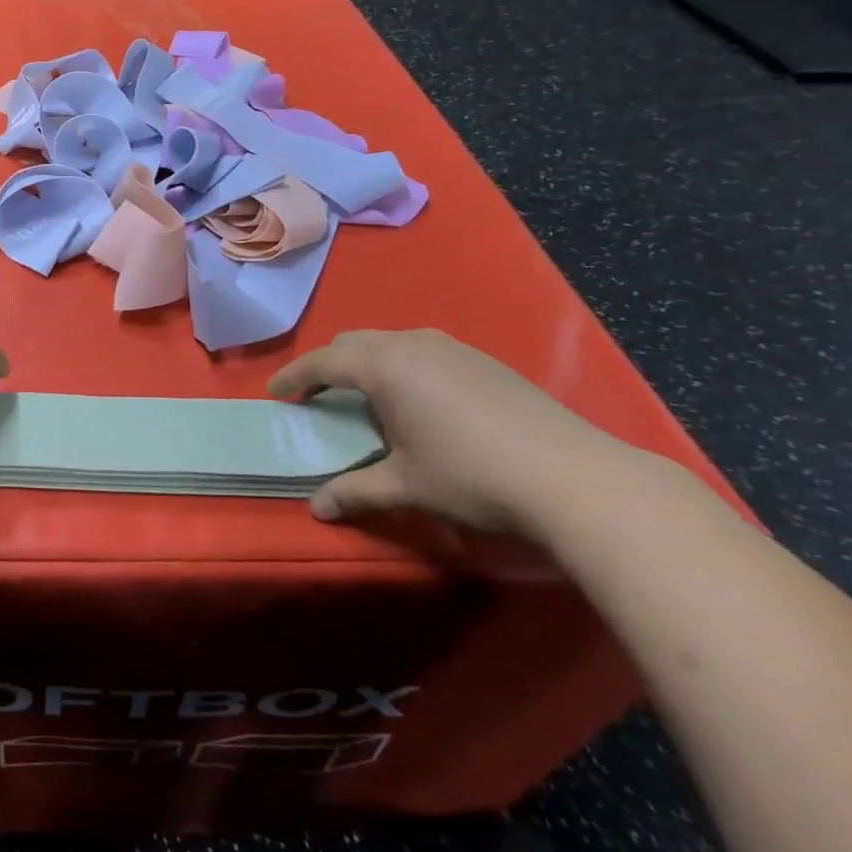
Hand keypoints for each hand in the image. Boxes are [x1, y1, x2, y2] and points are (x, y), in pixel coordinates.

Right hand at [268, 329, 627, 534]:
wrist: (574, 478)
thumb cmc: (472, 477)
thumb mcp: (407, 486)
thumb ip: (356, 491)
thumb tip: (317, 508)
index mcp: (384, 366)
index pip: (323, 361)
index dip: (295, 376)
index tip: (276, 393)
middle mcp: (412, 344)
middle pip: (354, 343)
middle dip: (329, 366)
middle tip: (318, 396)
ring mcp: (452, 348)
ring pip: (391, 344)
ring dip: (368, 365)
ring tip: (368, 400)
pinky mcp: (484, 362)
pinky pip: (423, 353)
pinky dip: (403, 368)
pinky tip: (421, 405)